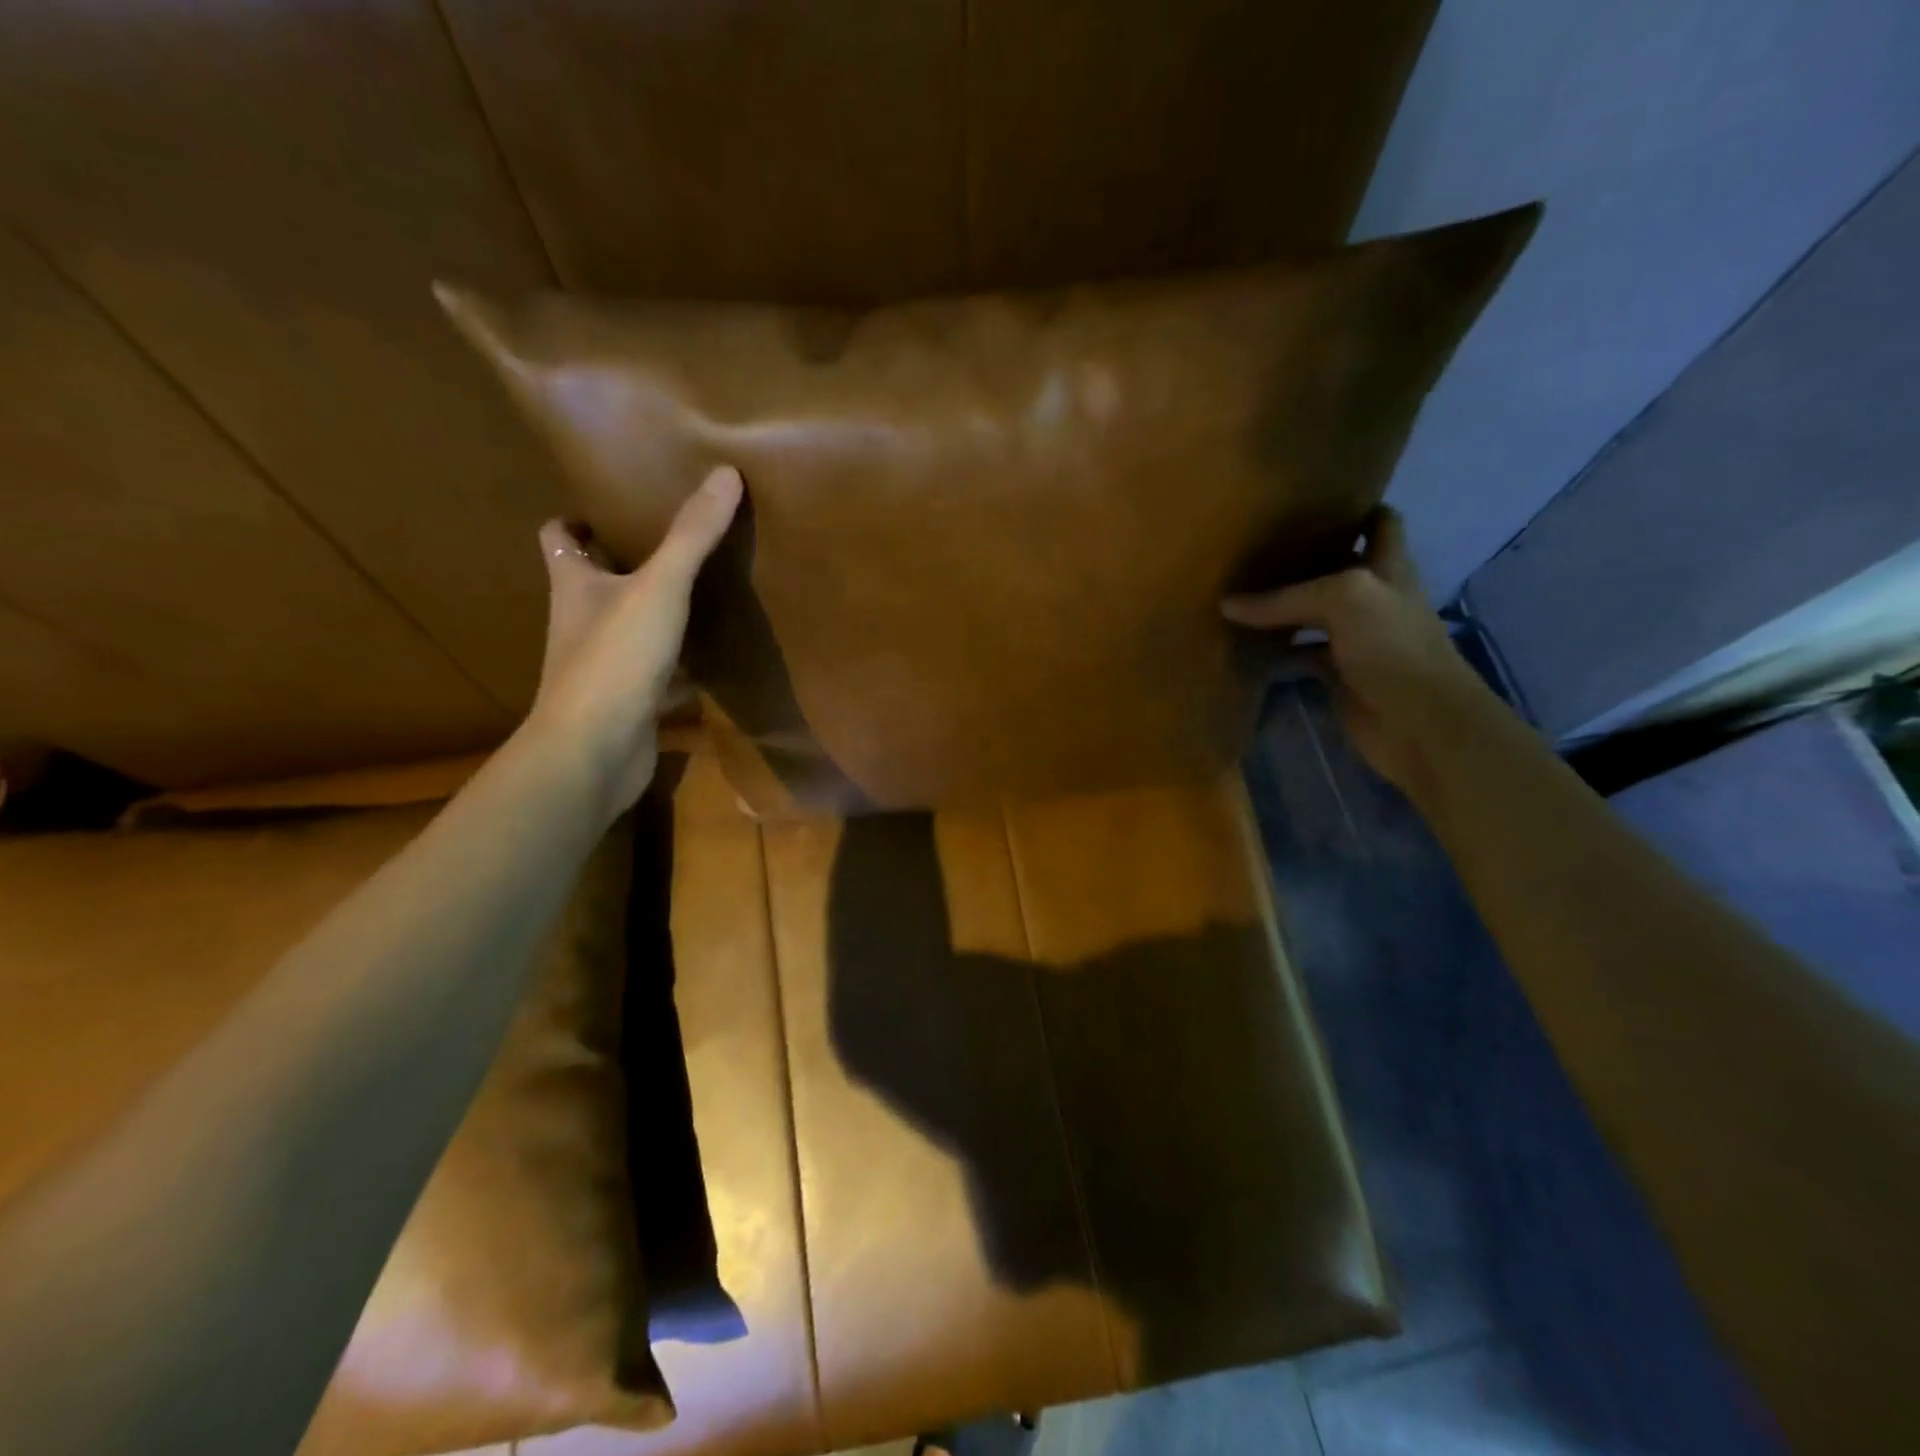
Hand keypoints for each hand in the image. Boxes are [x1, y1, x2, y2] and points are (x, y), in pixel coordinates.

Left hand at [527, 464, 743, 813]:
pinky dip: (678, 665)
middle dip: (624, 563)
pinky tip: (711, 660)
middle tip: (672, 544)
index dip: (577, 520)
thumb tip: (725, 473)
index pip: (558, 538)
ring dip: (654, 613)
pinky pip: (655, 672)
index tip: (613, 508)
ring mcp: (602, 665)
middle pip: (594, 581)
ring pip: (627, 628)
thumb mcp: (660, 587)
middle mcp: (579, 621)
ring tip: (699, 594)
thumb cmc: (615, 657)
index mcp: (573, 584)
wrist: (595, 751)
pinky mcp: (627, 702)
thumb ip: (692, 535)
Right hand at [1221, 507, 1496, 795]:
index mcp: (1388, 568)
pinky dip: (1275, 649)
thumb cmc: (1394, 648)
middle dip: (1304, 555)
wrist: (1420, 723)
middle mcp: (1373, 598)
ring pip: (1313, 612)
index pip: (1380, 522)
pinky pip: (1299, 653)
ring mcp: (1355, 638)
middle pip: (1338, 566)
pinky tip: (1244, 643)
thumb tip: (1227, 604)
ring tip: (1238, 589)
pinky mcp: (1337, 673)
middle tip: (1256, 544)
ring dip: (1282, 605)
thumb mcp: (1345, 600)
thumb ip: (1285, 598)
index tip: (1311, 500)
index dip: (1354, 506)